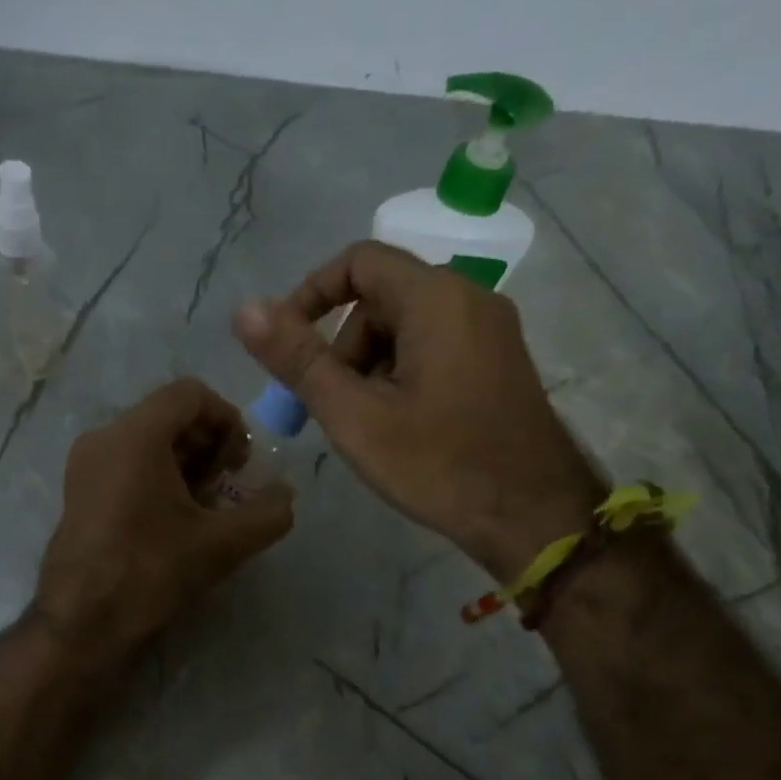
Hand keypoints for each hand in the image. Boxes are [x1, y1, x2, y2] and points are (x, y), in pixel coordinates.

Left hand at [35, 379, 293, 664]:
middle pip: (168, 415)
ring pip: (147, 440)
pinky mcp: (79, 491)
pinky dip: (159, 476)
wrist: (81, 624)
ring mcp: (85, 464)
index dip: (229, 420)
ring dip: (186, 463)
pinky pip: (127, 463)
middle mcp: (104, 437)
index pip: (191, 394)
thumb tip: (287, 495)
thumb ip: (268, 514)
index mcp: (135, 435)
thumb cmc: (150, 573)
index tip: (242, 464)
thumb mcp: (222, 545)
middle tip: (227, 487)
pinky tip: (176, 519)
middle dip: (209, 444)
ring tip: (206, 507)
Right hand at [233, 241, 601, 580]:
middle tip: (330, 407)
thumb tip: (246, 310)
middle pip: (381, 299)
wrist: (534, 518)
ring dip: (369, 368)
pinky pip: (433, 350)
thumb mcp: (355, 415)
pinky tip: (399, 429)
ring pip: (406, 329)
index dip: (311, 295)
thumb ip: (298, 360)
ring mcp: (490, 333)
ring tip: (366, 428)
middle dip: (342, 347)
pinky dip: (400, 377)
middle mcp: (471, 300)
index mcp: (437, 299)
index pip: (359, 261)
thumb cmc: (439, 465)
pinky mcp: (498, 364)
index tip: (287, 345)